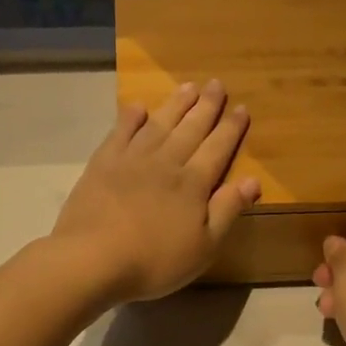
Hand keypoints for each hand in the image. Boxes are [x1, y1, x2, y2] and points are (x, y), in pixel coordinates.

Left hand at [51, 82, 261, 303]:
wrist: (92, 258)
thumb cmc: (154, 261)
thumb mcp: (203, 247)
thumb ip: (228, 210)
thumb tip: (253, 180)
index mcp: (193, 184)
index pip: (218, 149)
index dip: (231, 128)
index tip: (241, 107)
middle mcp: (166, 163)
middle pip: (191, 129)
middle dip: (206, 106)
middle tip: (216, 84)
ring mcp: (131, 159)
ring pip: (159, 124)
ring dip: (175, 104)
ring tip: (188, 86)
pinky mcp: (102, 164)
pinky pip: (120, 132)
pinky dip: (130, 118)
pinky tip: (138, 107)